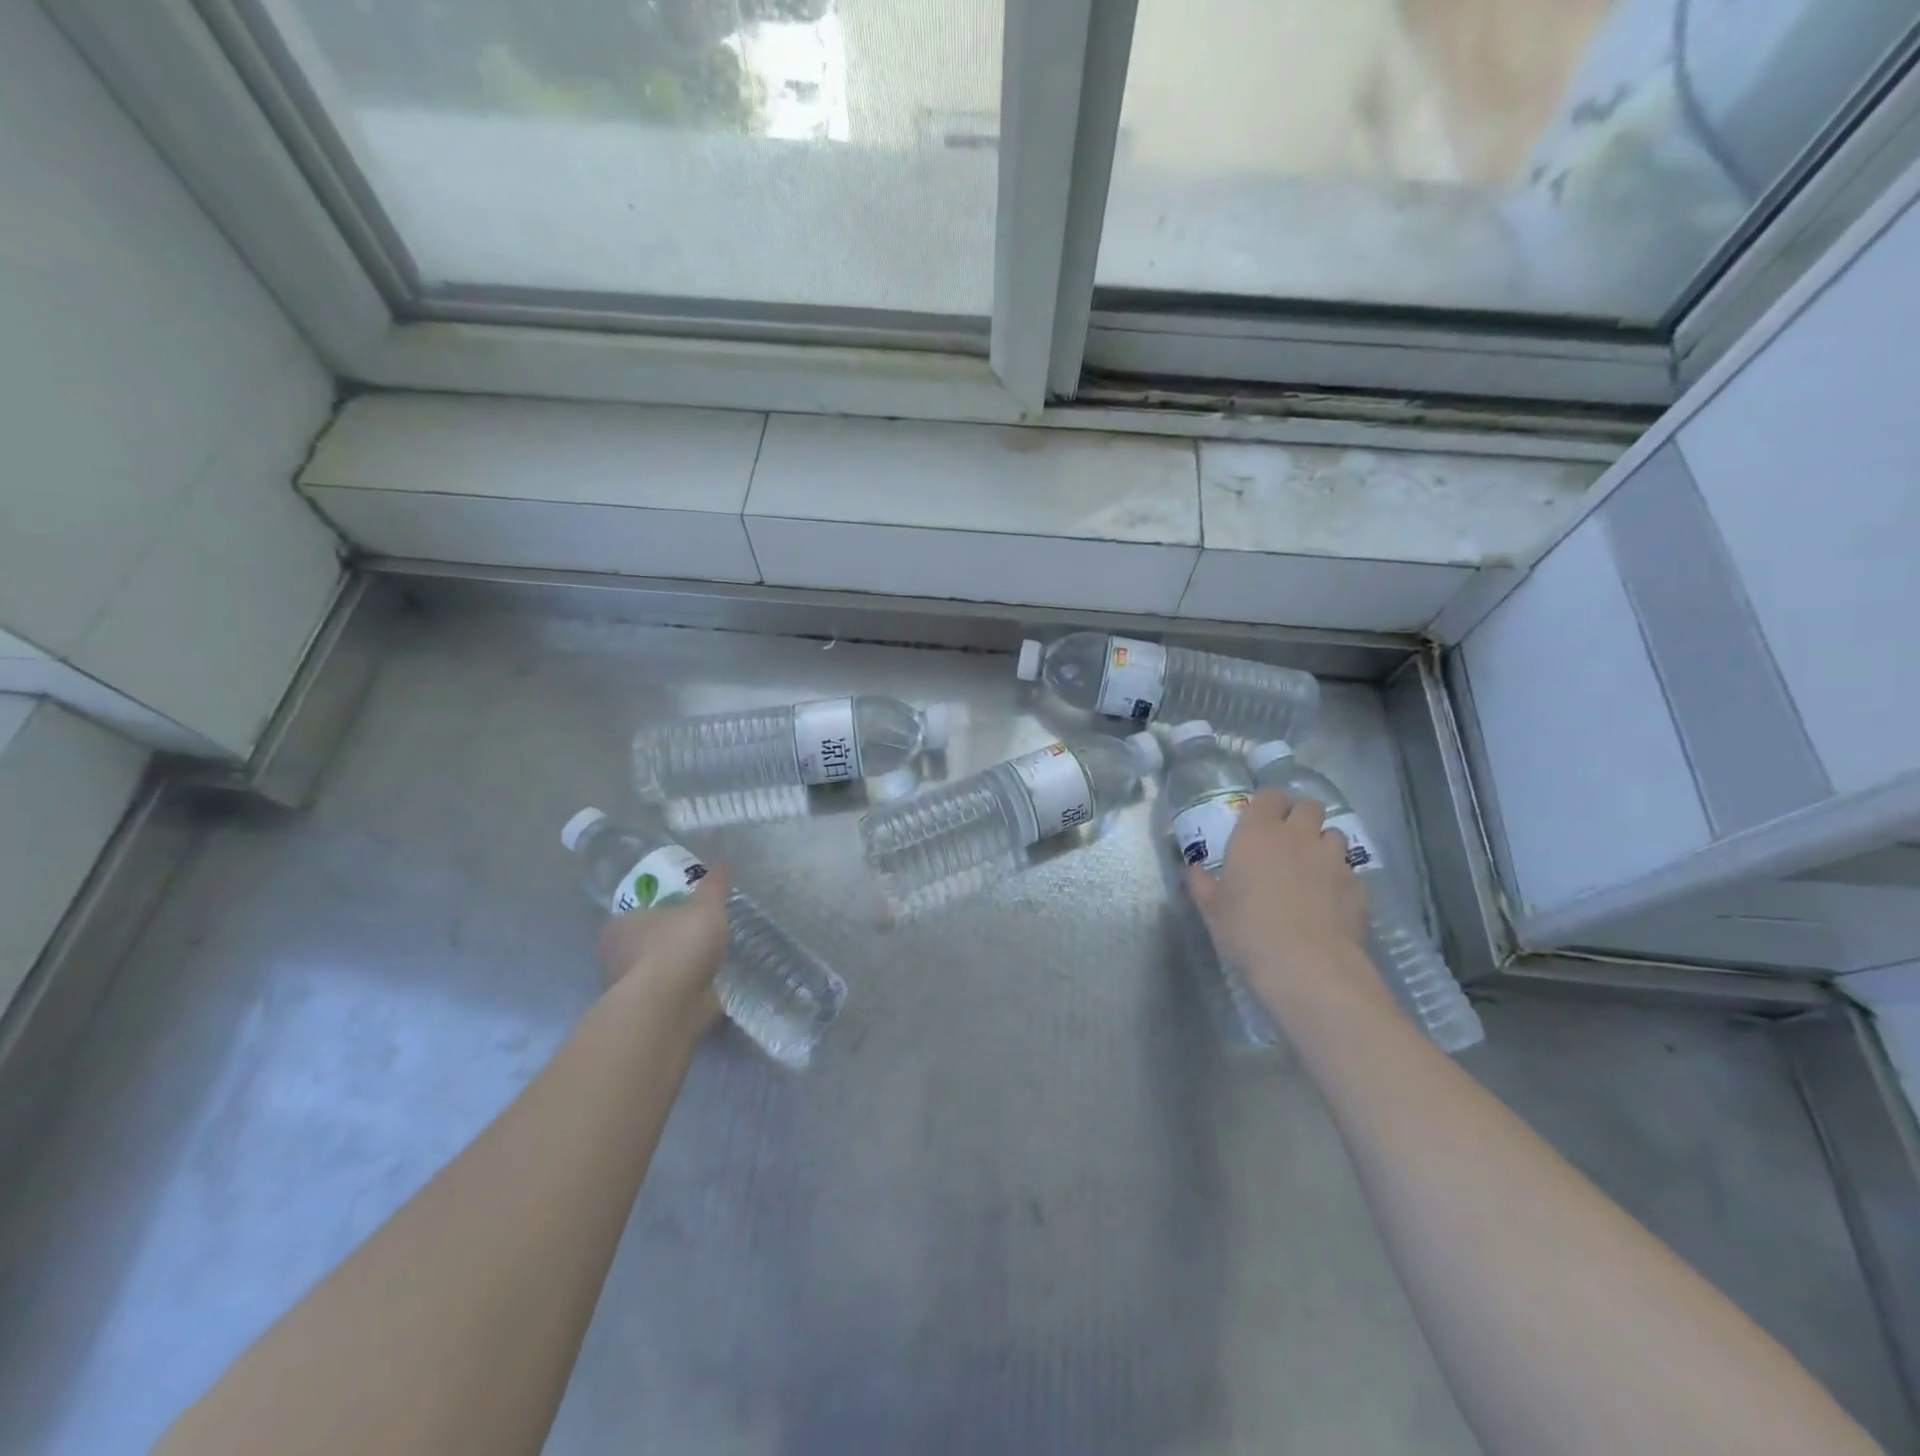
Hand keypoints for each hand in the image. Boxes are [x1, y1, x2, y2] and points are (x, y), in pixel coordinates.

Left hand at [595, 867, 730, 1031]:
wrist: (668, 1006)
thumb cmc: (678, 946)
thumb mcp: (705, 907)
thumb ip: (713, 887)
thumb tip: (722, 864)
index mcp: (619, 925)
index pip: (636, 913)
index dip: (659, 911)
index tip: (683, 912)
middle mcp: (614, 957)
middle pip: (643, 943)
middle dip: (667, 942)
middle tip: (697, 936)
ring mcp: (626, 990)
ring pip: (654, 973)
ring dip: (675, 970)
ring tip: (707, 963)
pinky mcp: (643, 1015)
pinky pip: (667, 997)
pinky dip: (683, 993)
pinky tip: (705, 989)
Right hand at [1186, 790, 1382, 1013]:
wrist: (1306, 964)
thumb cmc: (1247, 929)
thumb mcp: (1212, 909)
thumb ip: (1202, 884)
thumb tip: (1194, 870)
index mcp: (1257, 833)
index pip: (1270, 795)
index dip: (1268, 804)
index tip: (1261, 820)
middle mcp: (1298, 836)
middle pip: (1309, 806)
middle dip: (1301, 817)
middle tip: (1288, 841)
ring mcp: (1332, 859)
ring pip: (1334, 834)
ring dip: (1323, 845)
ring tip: (1312, 869)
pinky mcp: (1358, 885)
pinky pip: (1349, 870)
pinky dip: (1340, 878)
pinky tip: (1330, 902)